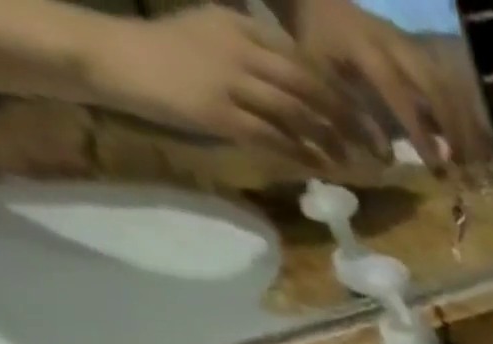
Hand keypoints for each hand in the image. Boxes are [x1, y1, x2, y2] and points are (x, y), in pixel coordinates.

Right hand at [85, 7, 367, 162]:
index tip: (371, 121)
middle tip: (377, 149)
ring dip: (330, 141)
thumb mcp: (218, 36)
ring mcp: (229, 81)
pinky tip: (320, 167)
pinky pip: (273, 137)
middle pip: (310, 87)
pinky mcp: (220, 112)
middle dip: (350, 121)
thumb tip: (311, 86)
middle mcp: (238, 50)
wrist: (115, 58)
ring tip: (351, 162)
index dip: (344, 94)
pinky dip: (301, 154)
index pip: (306, 61)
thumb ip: (261, 54)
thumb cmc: (172, 53)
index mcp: (241, 28)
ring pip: (297, 114)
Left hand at [290, 0, 490, 172]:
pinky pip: (446, 82)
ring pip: (447, 85)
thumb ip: (353, 115)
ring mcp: (410, 44)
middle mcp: (395, 45)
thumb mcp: (322, 78)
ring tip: (470, 156)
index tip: (437, 168)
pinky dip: (460, 112)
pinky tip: (466, 138)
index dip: (421, 134)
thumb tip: (387, 158)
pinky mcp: (418, 49)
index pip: (401, 97)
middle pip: (436, 89)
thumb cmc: (315, 44)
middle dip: (453, 129)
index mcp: (367, 50)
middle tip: (463, 165)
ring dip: (462, 123)